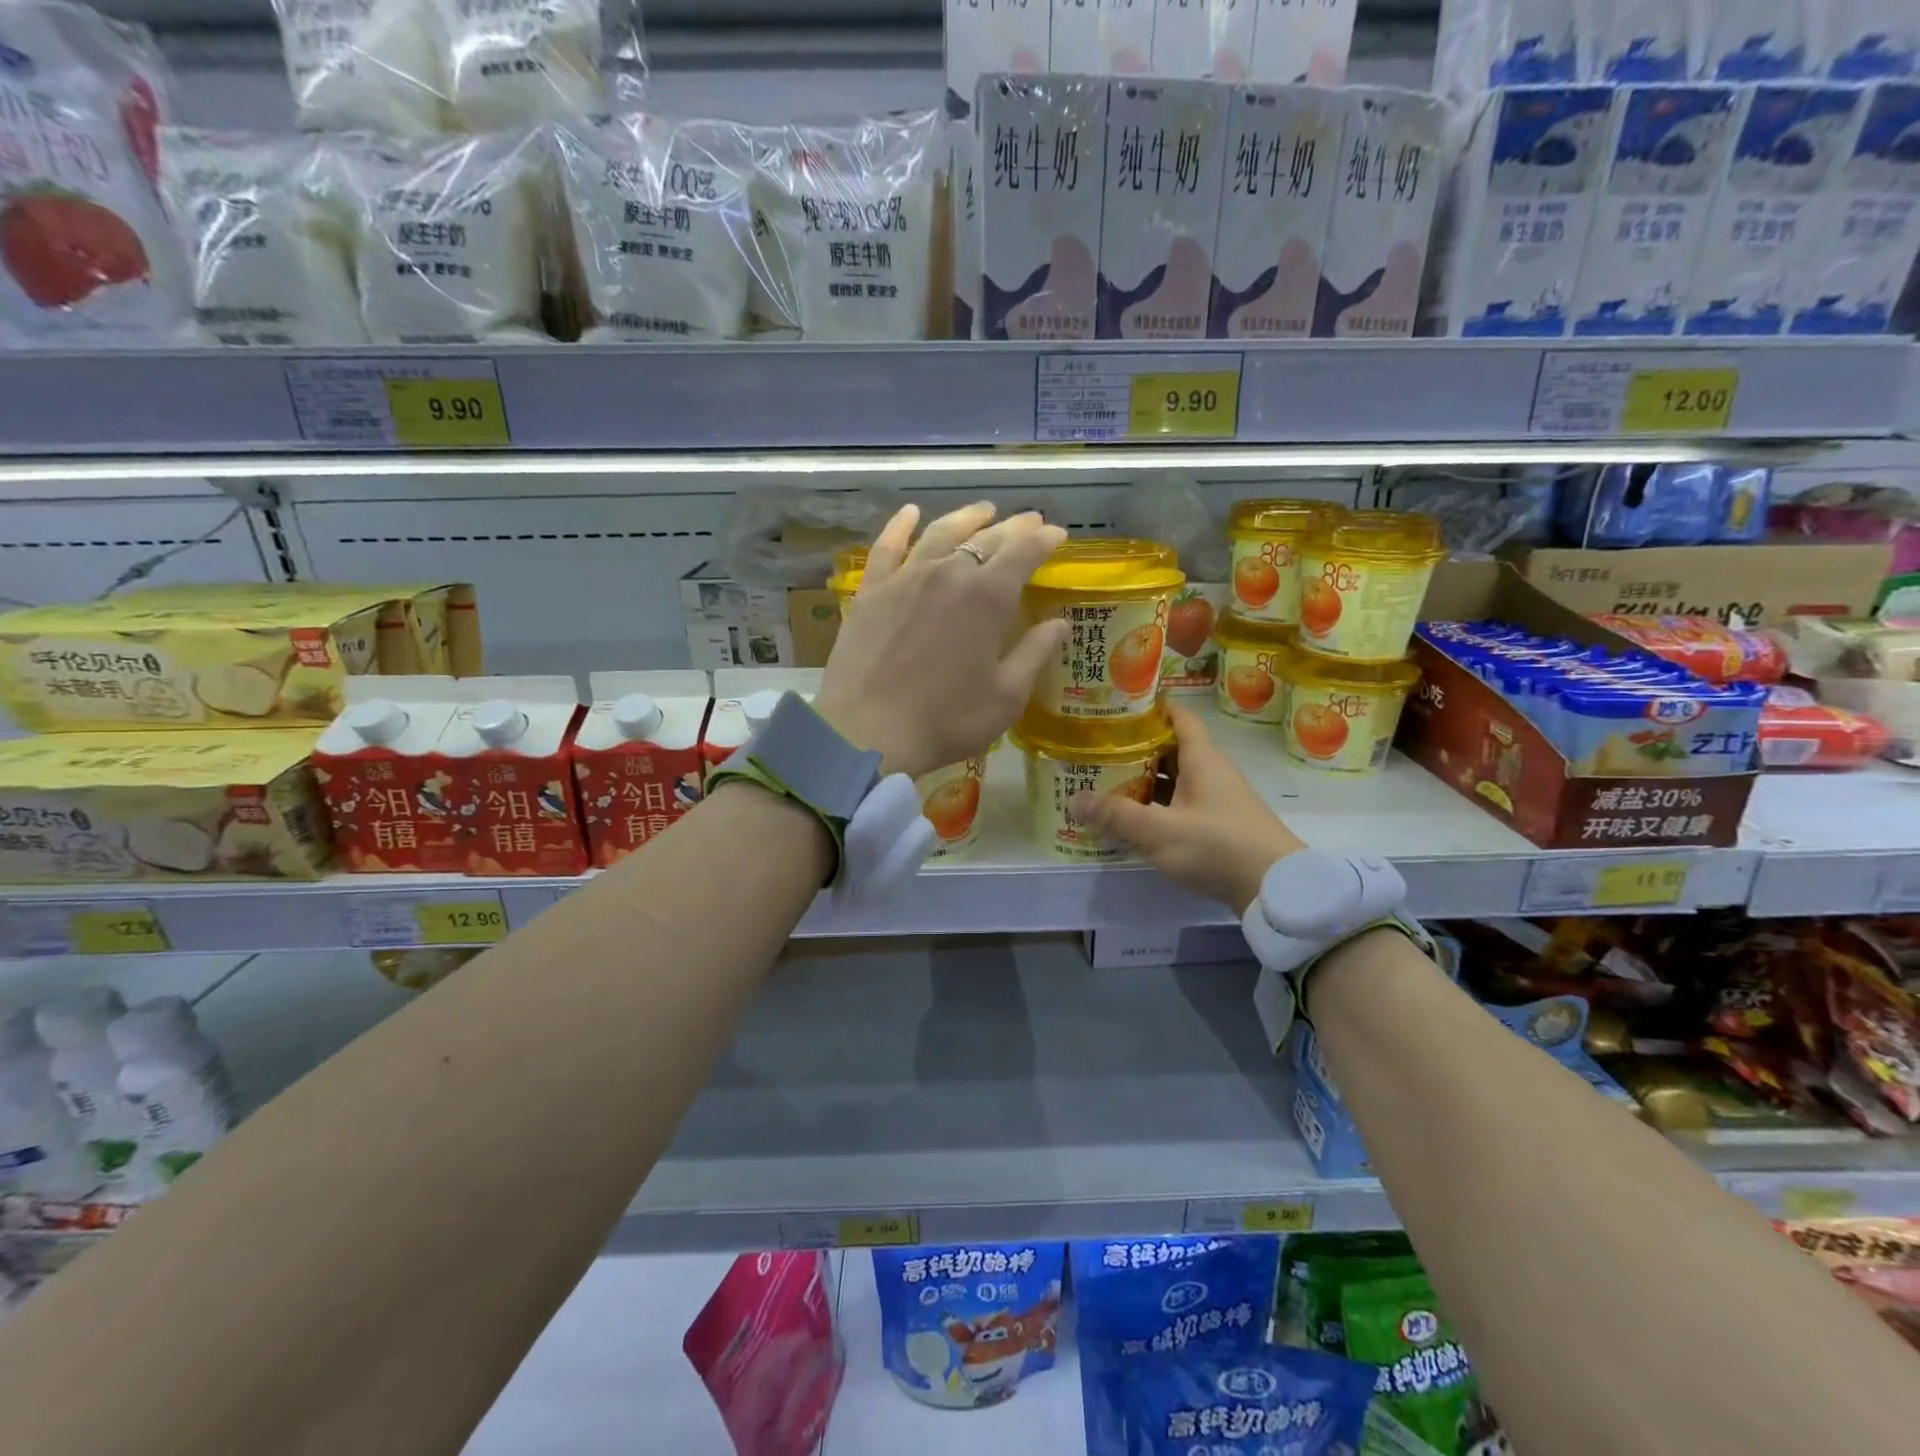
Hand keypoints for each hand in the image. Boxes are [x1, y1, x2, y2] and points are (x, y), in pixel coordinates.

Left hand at [816, 502, 1067, 778]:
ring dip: (966, 517)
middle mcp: (949, 573)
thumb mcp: (1005, 696)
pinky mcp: (871, 590)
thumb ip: (1034, 654)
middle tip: (1029, 522)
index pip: (1024, 552)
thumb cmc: (946, 720)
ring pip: (940, 532)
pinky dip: (900, 525)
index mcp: (988, 597)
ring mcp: (906, 577)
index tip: (1057, 534)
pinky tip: (910, 513)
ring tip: (983, 511)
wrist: (868, 732)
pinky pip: (887, 546)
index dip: (1044, 539)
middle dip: (1013, 527)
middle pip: (986, 537)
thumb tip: (1060, 624)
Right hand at [1070, 703, 1305, 913]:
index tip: (1118, 705)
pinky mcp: (1219, 825)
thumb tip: (1074, 798)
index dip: (1152, 707)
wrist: (1275, 890)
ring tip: (1106, 780)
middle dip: (1137, 747)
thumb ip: (1116, 815)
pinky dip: (1157, 805)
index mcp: (1202, 759)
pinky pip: (1181, 804)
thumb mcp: (1159, 831)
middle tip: (1098, 747)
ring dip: (1145, 779)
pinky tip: (1134, 817)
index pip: (1179, 717)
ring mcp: (1217, 800)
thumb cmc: (1218, 847)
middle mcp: (1212, 772)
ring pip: (1176, 779)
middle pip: (1172, 748)